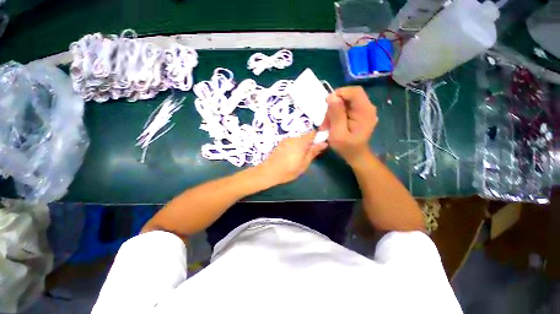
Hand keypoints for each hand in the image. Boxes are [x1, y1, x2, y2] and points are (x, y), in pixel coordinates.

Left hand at [258, 131, 327, 185]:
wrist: (269, 171)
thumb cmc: (289, 170)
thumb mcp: (304, 164)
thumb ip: (313, 152)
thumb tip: (324, 143)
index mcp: (301, 142)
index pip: (312, 133)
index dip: (317, 137)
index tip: (318, 146)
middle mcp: (293, 138)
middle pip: (305, 137)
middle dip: (309, 144)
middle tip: (308, 156)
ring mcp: (286, 140)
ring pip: (298, 140)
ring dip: (301, 146)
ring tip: (298, 158)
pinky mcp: (281, 143)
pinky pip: (292, 142)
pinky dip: (294, 147)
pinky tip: (291, 156)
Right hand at [321, 86, 376, 165]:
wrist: (356, 155)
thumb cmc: (347, 147)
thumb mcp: (338, 133)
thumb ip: (336, 115)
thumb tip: (331, 96)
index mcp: (365, 112)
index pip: (355, 92)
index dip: (340, 93)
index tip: (327, 104)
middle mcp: (367, 108)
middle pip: (349, 96)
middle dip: (334, 106)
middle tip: (325, 121)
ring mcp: (363, 111)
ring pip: (345, 102)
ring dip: (333, 111)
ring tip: (327, 125)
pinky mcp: (359, 114)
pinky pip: (346, 108)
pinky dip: (336, 114)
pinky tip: (332, 124)